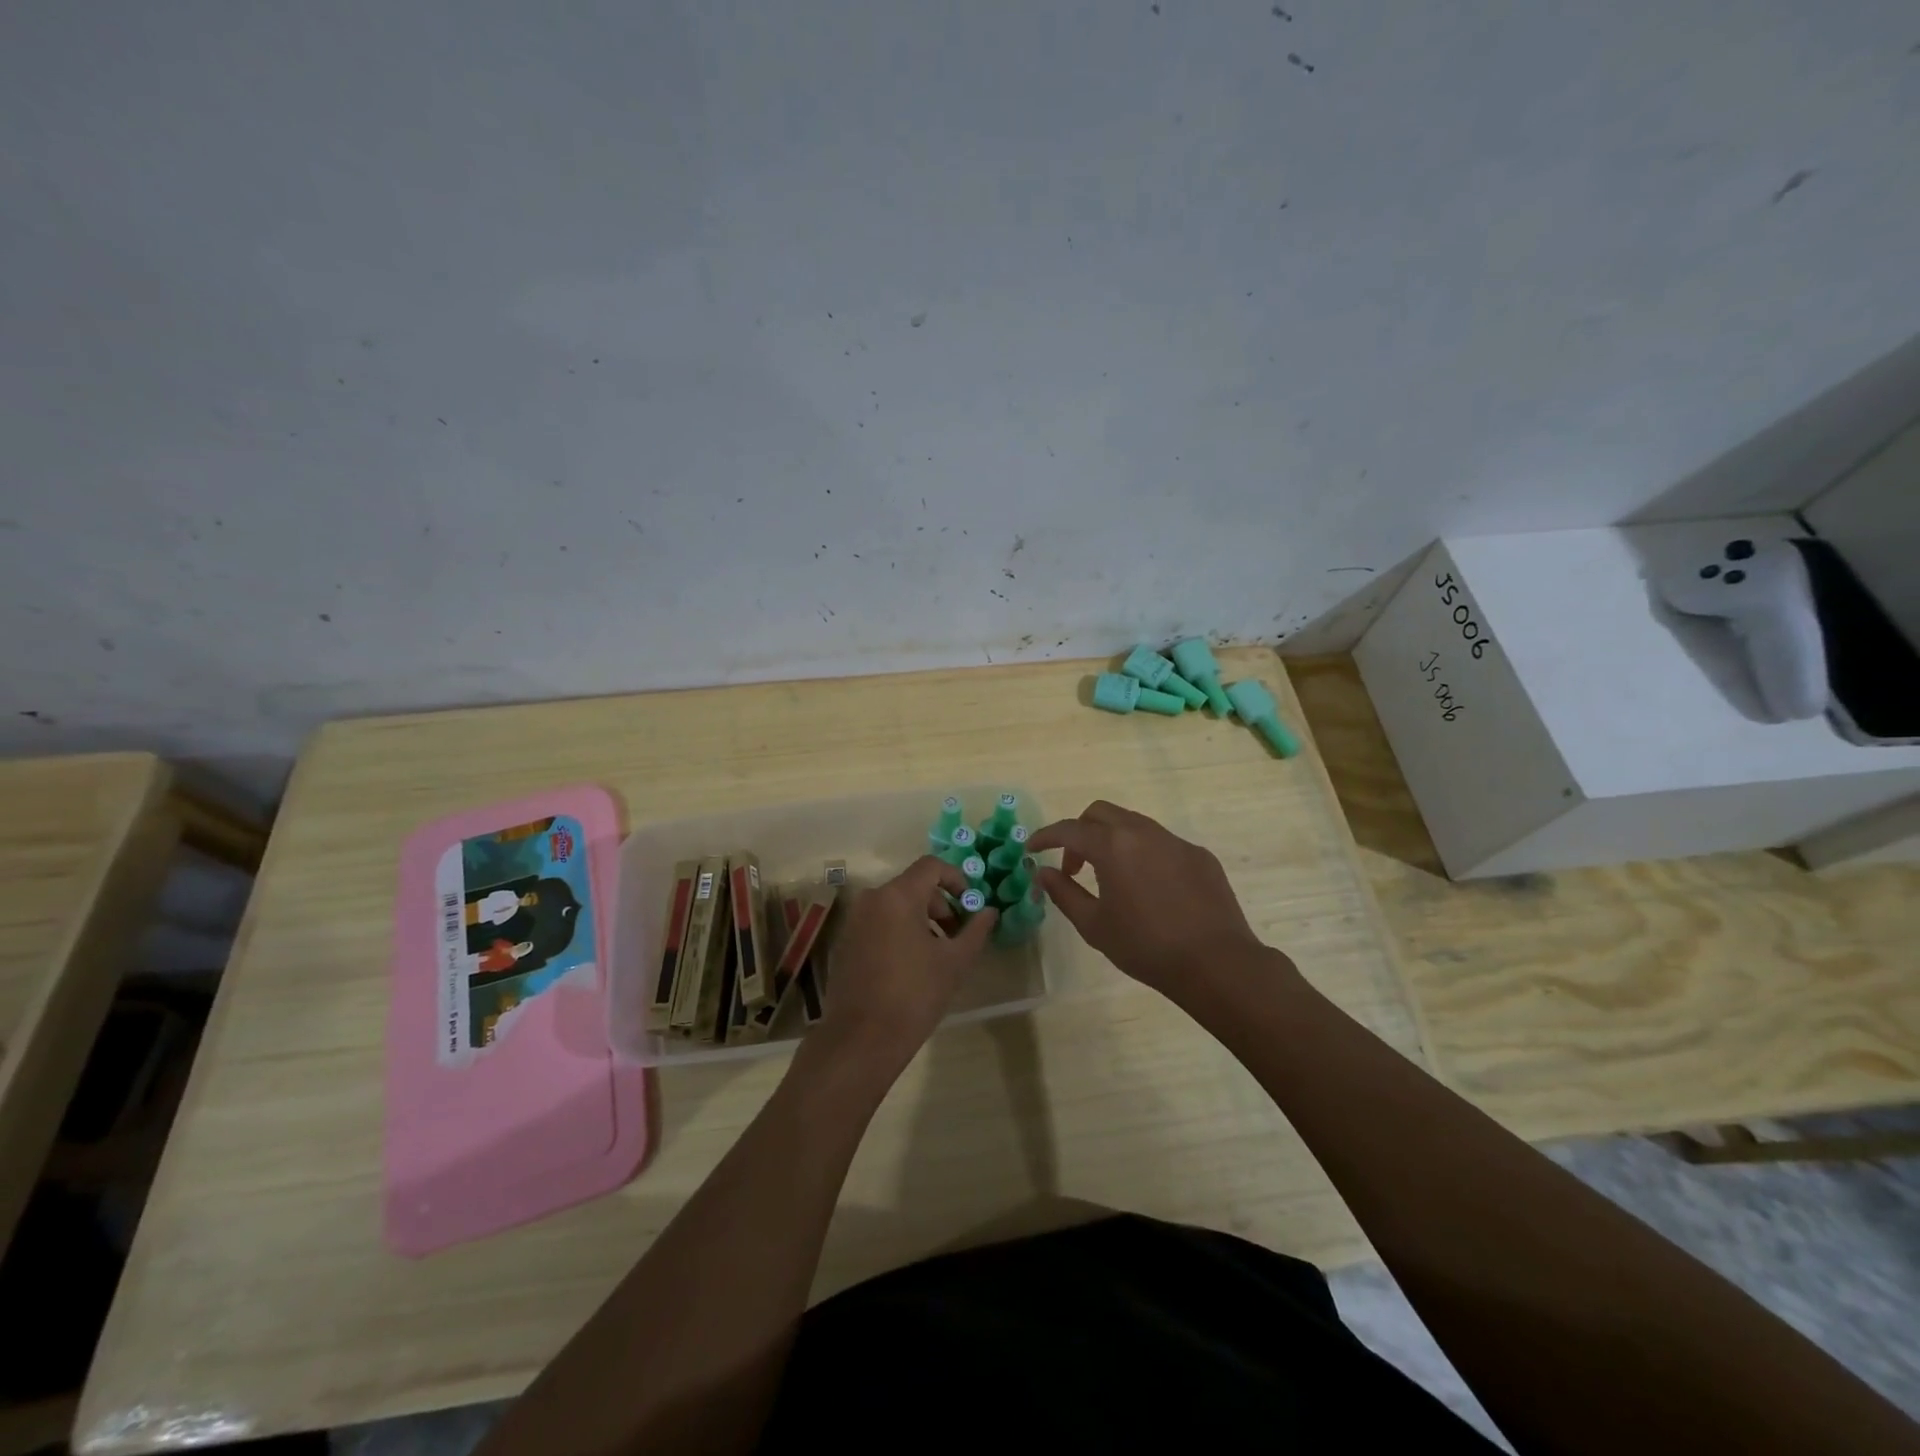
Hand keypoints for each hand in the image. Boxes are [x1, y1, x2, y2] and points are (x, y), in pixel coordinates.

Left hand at [805, 855, 997, 1081]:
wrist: (861, 1039)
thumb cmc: (914, 995)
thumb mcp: (955, 962)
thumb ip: (976, 930)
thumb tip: (989, 911)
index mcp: (897, 896)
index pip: (931, 866)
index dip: (957, 879)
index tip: (970, 905)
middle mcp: (872, 899)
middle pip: (914, 886)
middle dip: (941, 905)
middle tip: (958, 936)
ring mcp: (854, 920)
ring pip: (896, 905)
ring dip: (922, 920)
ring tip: (938, 955)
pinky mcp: (846, 941)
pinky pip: (879, 922)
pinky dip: (899, 931)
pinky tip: (911, 966)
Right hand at [1027, 801, 1271, 995]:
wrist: (1216, 962)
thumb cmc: (1146, 947)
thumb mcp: (1095, 925)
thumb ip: (1064, 893)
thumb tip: (1043, 872)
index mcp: (1113, 846)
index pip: (1069, 829)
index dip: (1046, 836)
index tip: (1032, 848)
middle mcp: (1143, 832)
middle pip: (1100, 813)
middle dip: (1080, 832)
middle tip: (1074, 866)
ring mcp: (1175, 841)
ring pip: (1133, 824)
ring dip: (1112, 840)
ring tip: (1110, 877)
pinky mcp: (1199, 855)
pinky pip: (1162, 842)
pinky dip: (1143, 853)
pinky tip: (1149, 888)